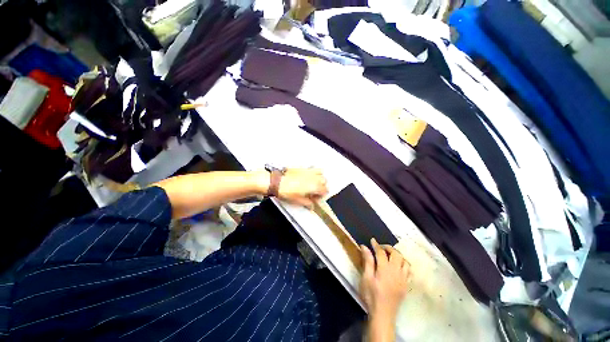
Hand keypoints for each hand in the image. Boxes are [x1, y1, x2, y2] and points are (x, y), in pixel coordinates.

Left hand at [277, 168, 327, 208]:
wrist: (277, 182)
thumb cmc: (286, 191)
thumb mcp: (298, 201)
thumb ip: (307, 203)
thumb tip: (311, 205)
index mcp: (314, 186)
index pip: (325, 190)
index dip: (321, 195)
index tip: (316, 198)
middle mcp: (313, 177)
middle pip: (324, 181)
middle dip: (322, 186)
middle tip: (314, 192)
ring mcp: (308, 171)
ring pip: (320, 173)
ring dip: (319, 178)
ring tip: (313, 183)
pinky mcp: (303, 168)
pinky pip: (312, 168)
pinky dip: (313, 173)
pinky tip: (307, 178)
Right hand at [360, 238, 410, 322]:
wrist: (382, 314)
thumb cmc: (371, 295)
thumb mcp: (366, 278)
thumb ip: (367, 261)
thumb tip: (365, 247)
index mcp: (385, 269)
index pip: (381, 252)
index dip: (376, 245)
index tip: (372, 240)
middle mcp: (396, 272)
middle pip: (396, 254)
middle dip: (389, 248)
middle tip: (381, 247)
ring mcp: (403, 279)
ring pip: (405, 261)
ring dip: (398, 255)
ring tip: (390, 256)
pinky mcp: (406, 285)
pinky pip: (409, 271)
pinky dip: (404, 265)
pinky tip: (398, 266)